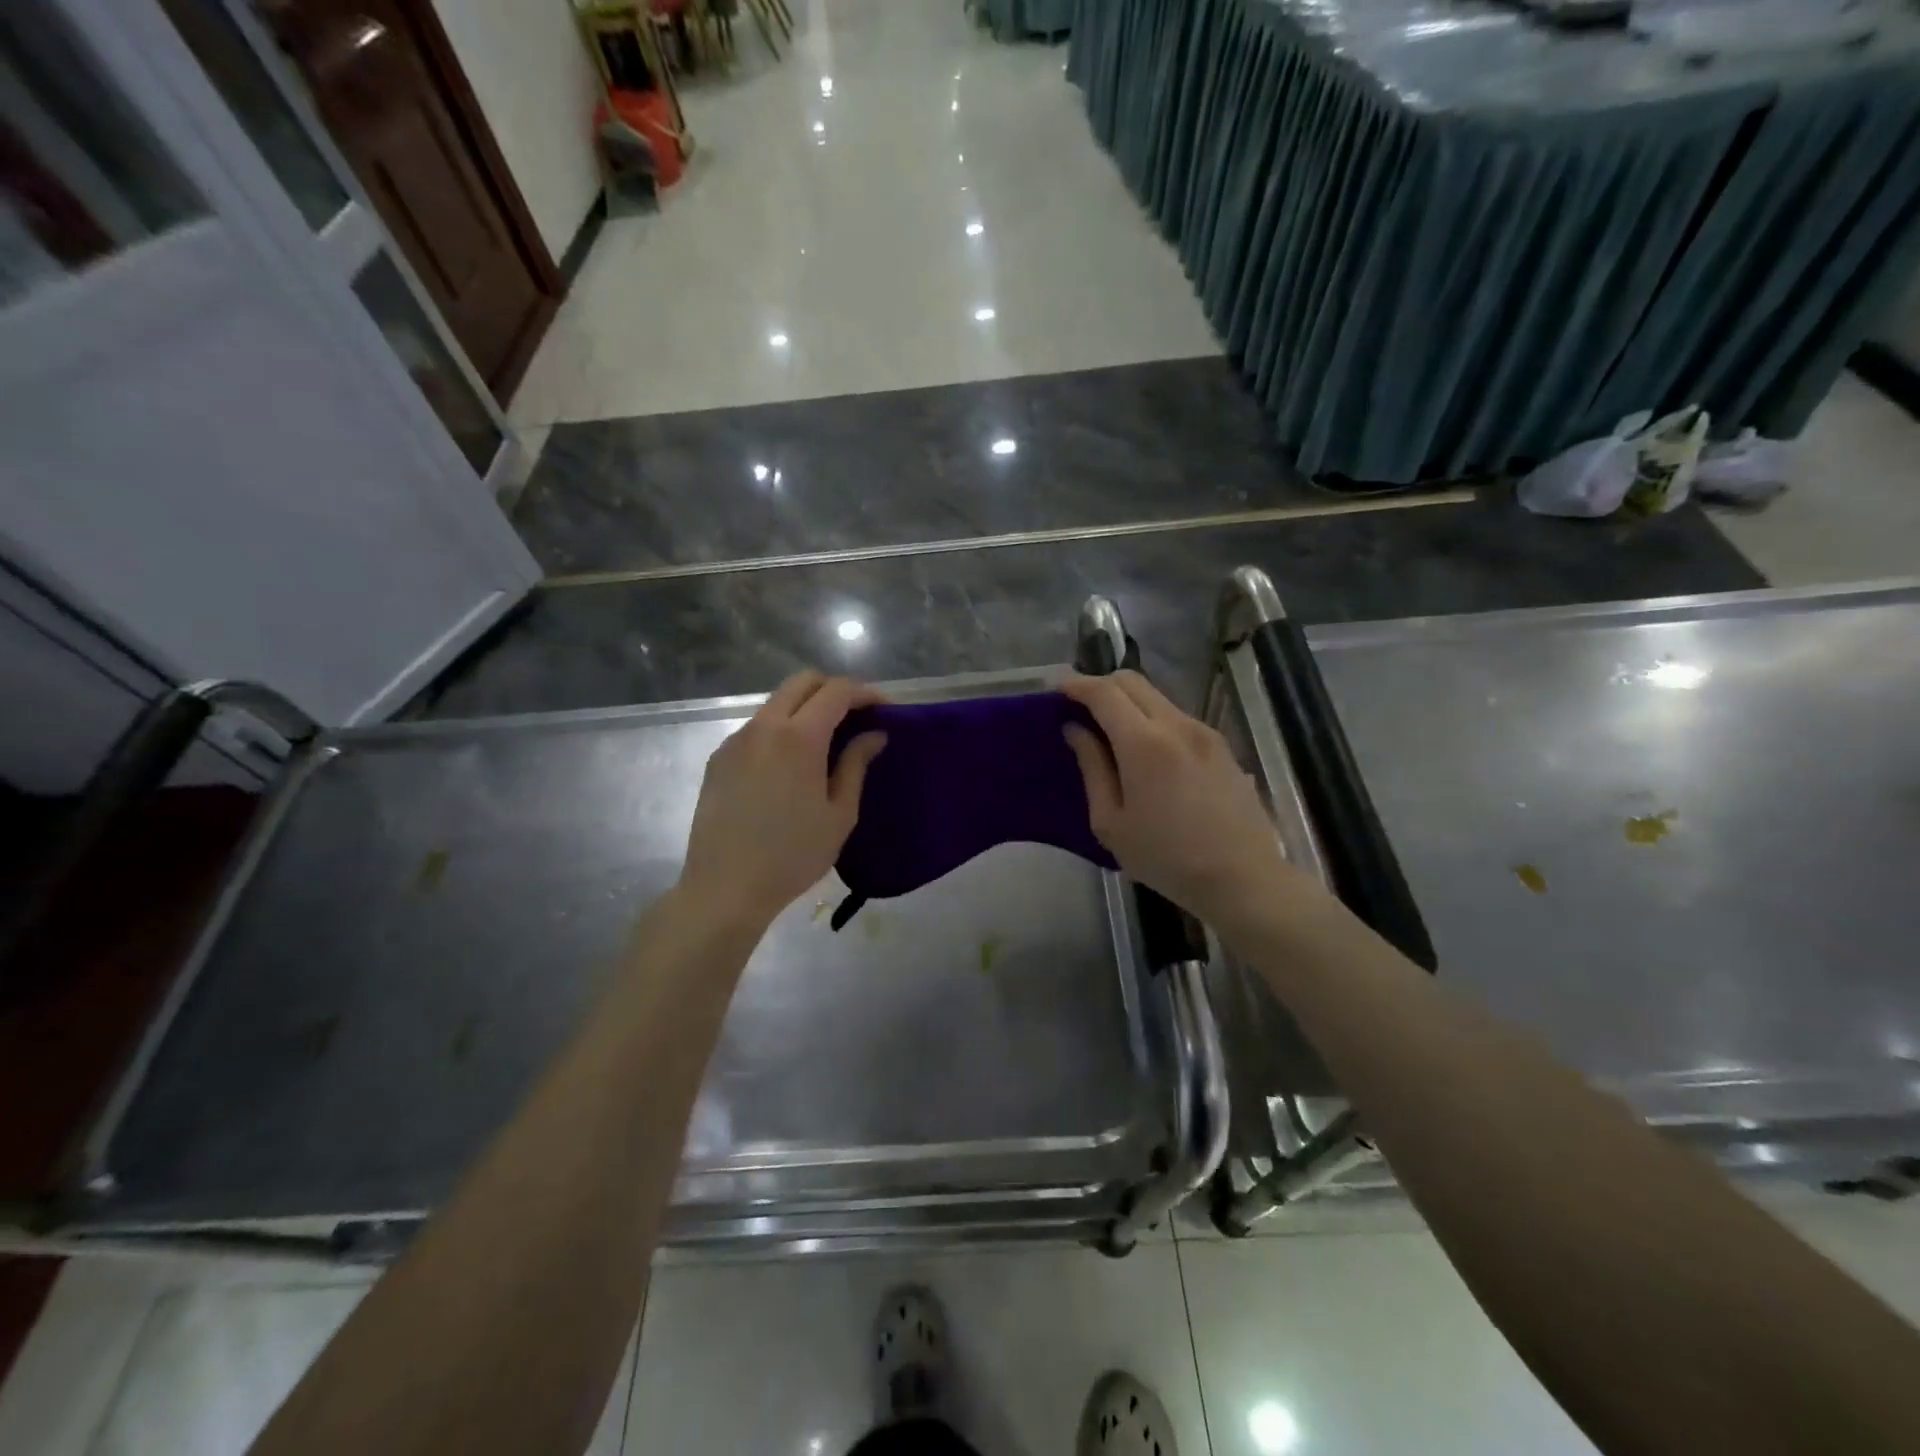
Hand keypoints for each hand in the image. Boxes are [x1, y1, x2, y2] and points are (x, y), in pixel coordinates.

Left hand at [678, 672, 886, 929]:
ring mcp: (736, 740)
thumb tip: (873, 735)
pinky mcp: (719, 758)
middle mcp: (764, 726)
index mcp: (799, 737)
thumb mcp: (839, 814)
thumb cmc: (793, 855)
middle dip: (834, 689)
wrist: (725, 888)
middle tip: (857, 716)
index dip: (866, 693)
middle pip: (802, 682)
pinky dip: (781, 729)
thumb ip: (856, 765)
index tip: (885, 710)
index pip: (837, 691)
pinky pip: (756, 728)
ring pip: (776, 702)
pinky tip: (791, 764)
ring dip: (806, 708)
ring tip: (827, 740)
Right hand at [1060, 671, 1305, 928]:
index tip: (1057, 692)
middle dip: (1101, 686)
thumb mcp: (1111, 823)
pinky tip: (1146, 753)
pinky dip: (1152, 720)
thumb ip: (1092, 769)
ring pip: (1157, 697)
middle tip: (1079, 709)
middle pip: (1132, 681)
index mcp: (1144, 743)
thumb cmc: (1166, 858)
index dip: (1077, 685)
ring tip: (1110, 733)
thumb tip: (1076, 731)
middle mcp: (1177, 725)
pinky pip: (1177, 717)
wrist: (1243, 878)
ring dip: (1128, 703)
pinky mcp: (1222, 746)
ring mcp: (1204, 733)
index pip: (1104, 692)